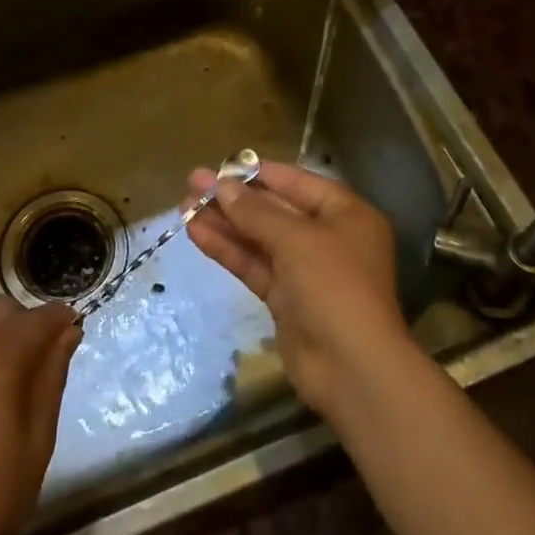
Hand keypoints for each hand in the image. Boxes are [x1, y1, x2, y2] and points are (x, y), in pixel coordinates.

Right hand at [186, 162, 412, 417]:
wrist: (351, 368)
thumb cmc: (334, 286)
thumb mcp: (296, 239)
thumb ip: (256, 211)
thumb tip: (223, 186)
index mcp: (347, 215)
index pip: (299, 183)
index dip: (261, 173)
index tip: (225, 165)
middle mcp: (328, 238)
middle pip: (275, 210)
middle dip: (235, 198)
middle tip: (193, 182)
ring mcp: (305, 271)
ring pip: (259, 238)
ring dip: (224, 222)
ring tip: (184, 205)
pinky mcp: (286, 299)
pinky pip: (254, 265)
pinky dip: (227, 249)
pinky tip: (196, 233)